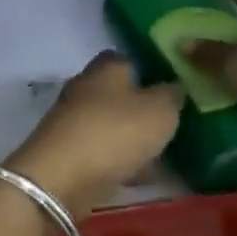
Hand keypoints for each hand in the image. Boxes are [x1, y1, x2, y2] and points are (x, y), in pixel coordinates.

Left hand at [8, 52, 182, 216]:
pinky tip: (141, 176)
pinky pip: (101, 151)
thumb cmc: (115, 132)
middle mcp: (84, 88)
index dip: (147, 69)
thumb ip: (171, 96)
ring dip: (131, 137)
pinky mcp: (67, 152)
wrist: (62, 177)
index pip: (125, 58)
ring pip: (109, 123)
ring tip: (163, 154)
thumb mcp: (159, 111)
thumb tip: (174, 86)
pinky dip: (119, 161)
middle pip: (116, 92)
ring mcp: (72, 121)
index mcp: (105, 69)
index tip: (170, 85)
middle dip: (140, 107)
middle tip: (171, 123)